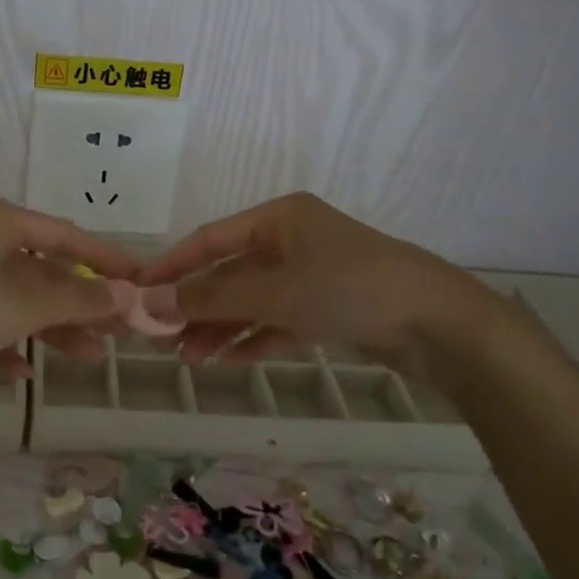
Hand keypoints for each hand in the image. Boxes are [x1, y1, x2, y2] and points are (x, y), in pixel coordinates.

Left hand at [0, 194, 141, 378]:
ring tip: (87, 357)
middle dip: (79, 303)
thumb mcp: (21, 305)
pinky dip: (6, 340)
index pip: (67, 235)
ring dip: (49, 326)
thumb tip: (128, 295)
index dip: (107, 260)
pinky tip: (23, 371)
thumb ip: (78, 300)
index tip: (142, 281)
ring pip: (14, 296)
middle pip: (42, 269)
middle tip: (119, 331)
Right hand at [135, 192, 514, 367]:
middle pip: (230, 272)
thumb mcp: (275, 292)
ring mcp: (311, 275)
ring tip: (188, 357)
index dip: (172, 264)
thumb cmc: (350, 289)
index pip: (210, 239)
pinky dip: (254, 338)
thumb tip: (152, 300)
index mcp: (278, 219)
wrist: (439, 324)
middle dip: (196, 304)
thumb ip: (212, 298)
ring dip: (221, 326)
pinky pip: (278, 320)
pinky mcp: (329, 307)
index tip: (139, 290)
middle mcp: (292, 240)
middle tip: (161, 336)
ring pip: (252, 300)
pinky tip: (227, 360)